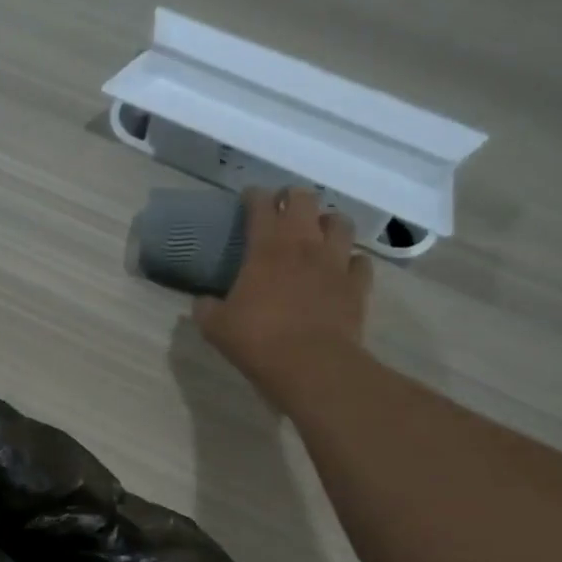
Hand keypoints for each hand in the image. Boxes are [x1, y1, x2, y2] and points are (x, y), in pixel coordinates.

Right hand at [193, 187, 372, 408]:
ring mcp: (335, 262)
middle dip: (292, 198)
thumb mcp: (216, 327)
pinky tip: (342, 269)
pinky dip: (351, 261)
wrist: (311, 365)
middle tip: (283, 208)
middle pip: (304, 200)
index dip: (253, 196)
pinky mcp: (358, 285)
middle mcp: (304, 244)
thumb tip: (201, 302)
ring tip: (318, 232)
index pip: (260, 205)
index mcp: (266, 247)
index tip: (248, 198)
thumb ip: (206, 309)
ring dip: (327, 222)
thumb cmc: (258, 340)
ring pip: (340, 223)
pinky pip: (360, 261)